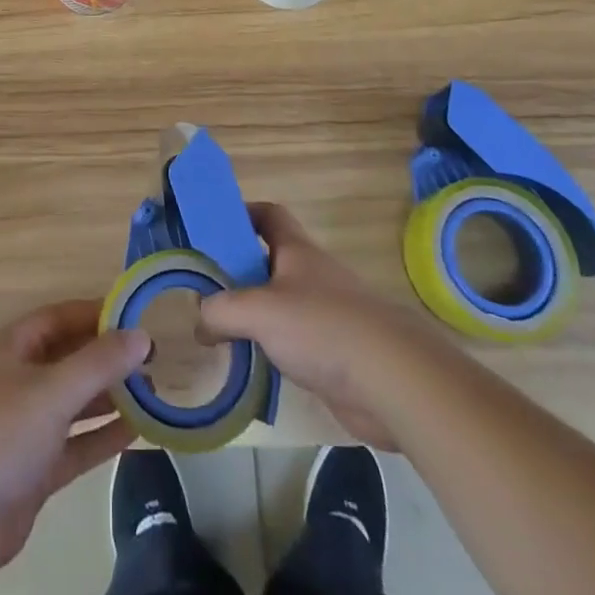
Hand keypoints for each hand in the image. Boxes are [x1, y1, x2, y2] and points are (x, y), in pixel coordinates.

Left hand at [0, 300, 151, 590]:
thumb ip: (99, 363)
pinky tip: (137, 431)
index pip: (62, 317)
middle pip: (70, 358)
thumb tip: (142, 336)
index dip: (98, 314)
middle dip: (109, 358)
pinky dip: (102, 436)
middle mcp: (20, 378)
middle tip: (154, 359)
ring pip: (75, 402)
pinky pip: (75, 443)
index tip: (139, 316)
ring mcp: (26, 425)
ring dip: (110, 397)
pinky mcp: (34, 468)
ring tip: (154, 392)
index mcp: (14, 346)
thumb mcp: (52, 389)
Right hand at [198, 202, 430, 449]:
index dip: (242, 213)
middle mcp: (312, 274)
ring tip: (221, 332)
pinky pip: (296, 343)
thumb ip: (221, 311)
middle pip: (270, 260)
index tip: (213, 228)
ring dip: (255, 314)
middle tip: (206, 289)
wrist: (393, 380)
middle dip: (240, 271)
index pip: (269, 214)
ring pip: (282, 304)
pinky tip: (255, 368)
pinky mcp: (337, 353)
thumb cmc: (322, 327)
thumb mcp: (258, 311)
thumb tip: (200, 320)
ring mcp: (328, 314)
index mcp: (296, 250)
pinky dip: (274, 350)